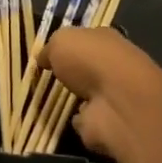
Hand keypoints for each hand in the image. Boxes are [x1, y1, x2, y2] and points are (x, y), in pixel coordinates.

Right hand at [42, 27, 161, 161]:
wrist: (117, 102)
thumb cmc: (90, 61)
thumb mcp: (61, 41)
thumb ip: (50, 48)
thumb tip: (44, 58)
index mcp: (106, 40)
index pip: (86, 40)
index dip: (67, 47)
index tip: (46, 57)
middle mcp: (113, 66)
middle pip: (87, 68)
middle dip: (70, 75)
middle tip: (44, 80)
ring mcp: (112, 97)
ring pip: (86, 95)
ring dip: (72, 99)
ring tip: (46, 102)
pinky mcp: (108, 123)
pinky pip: (86, 120)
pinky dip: (77, 120)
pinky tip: (60, 121)